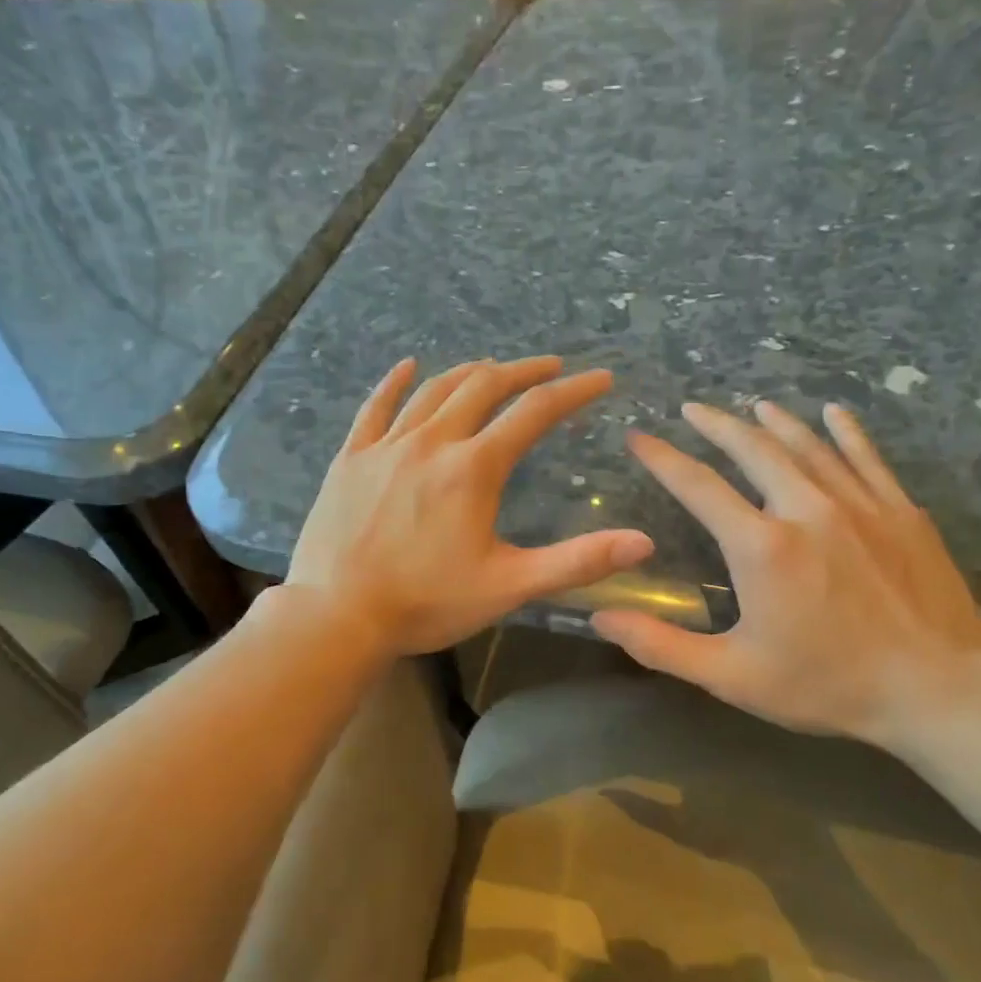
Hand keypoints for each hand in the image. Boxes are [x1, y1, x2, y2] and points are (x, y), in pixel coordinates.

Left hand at [288, 356, 654, 655]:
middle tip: (549, 368)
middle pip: (483, 387)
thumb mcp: (509, 586)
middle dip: (522, 372)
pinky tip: (408, 366)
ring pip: (434, 391)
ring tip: (493, 367)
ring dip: (469, 373)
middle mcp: (431, 442)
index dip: (573, 393)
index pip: (534, 413)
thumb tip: (643, 543)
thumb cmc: (426, 603)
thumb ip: (577, 561)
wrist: (337, 614)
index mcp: (474, 468)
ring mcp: (386, 447)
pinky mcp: (351, 459)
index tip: (601, 379)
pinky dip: (394, 383)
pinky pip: (375, 408)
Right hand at [591, 399, 980, 748]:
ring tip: (750, 405)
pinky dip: (846, 431)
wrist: (938, 690)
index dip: (662, 458)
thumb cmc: (826, 684)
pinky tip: (834, 413)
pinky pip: (867, 457)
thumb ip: (660, 644)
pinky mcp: (901, 512)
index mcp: (760, 546)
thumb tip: (601, 616)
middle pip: (753, 449)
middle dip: (716, 425)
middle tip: (691, 408)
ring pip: (808, 445)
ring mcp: (860, 505)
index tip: (638, 437)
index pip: (698, 486)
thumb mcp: (731, 675)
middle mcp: (806, 509)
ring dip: (774, 421)